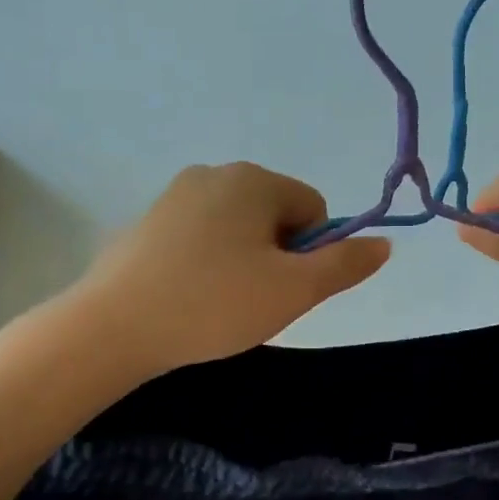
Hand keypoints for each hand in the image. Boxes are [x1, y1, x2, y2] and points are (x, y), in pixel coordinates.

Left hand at [73, 163, 390, 375]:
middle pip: (275, 214)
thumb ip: (345, 265)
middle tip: (253, 300)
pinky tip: (190, 296)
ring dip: (244, 261)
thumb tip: (383, 244)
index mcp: (254, 180)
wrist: (114, 326)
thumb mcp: (294, 291)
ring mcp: (176, 194)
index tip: (284, 288)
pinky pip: (201, 236)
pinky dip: (208, 262)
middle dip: (277, 256)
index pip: (313, 208)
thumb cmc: (214, 303)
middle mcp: (215, 173)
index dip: (311, 253)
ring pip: (238, 227)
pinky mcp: (149, 221)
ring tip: (220, 302)